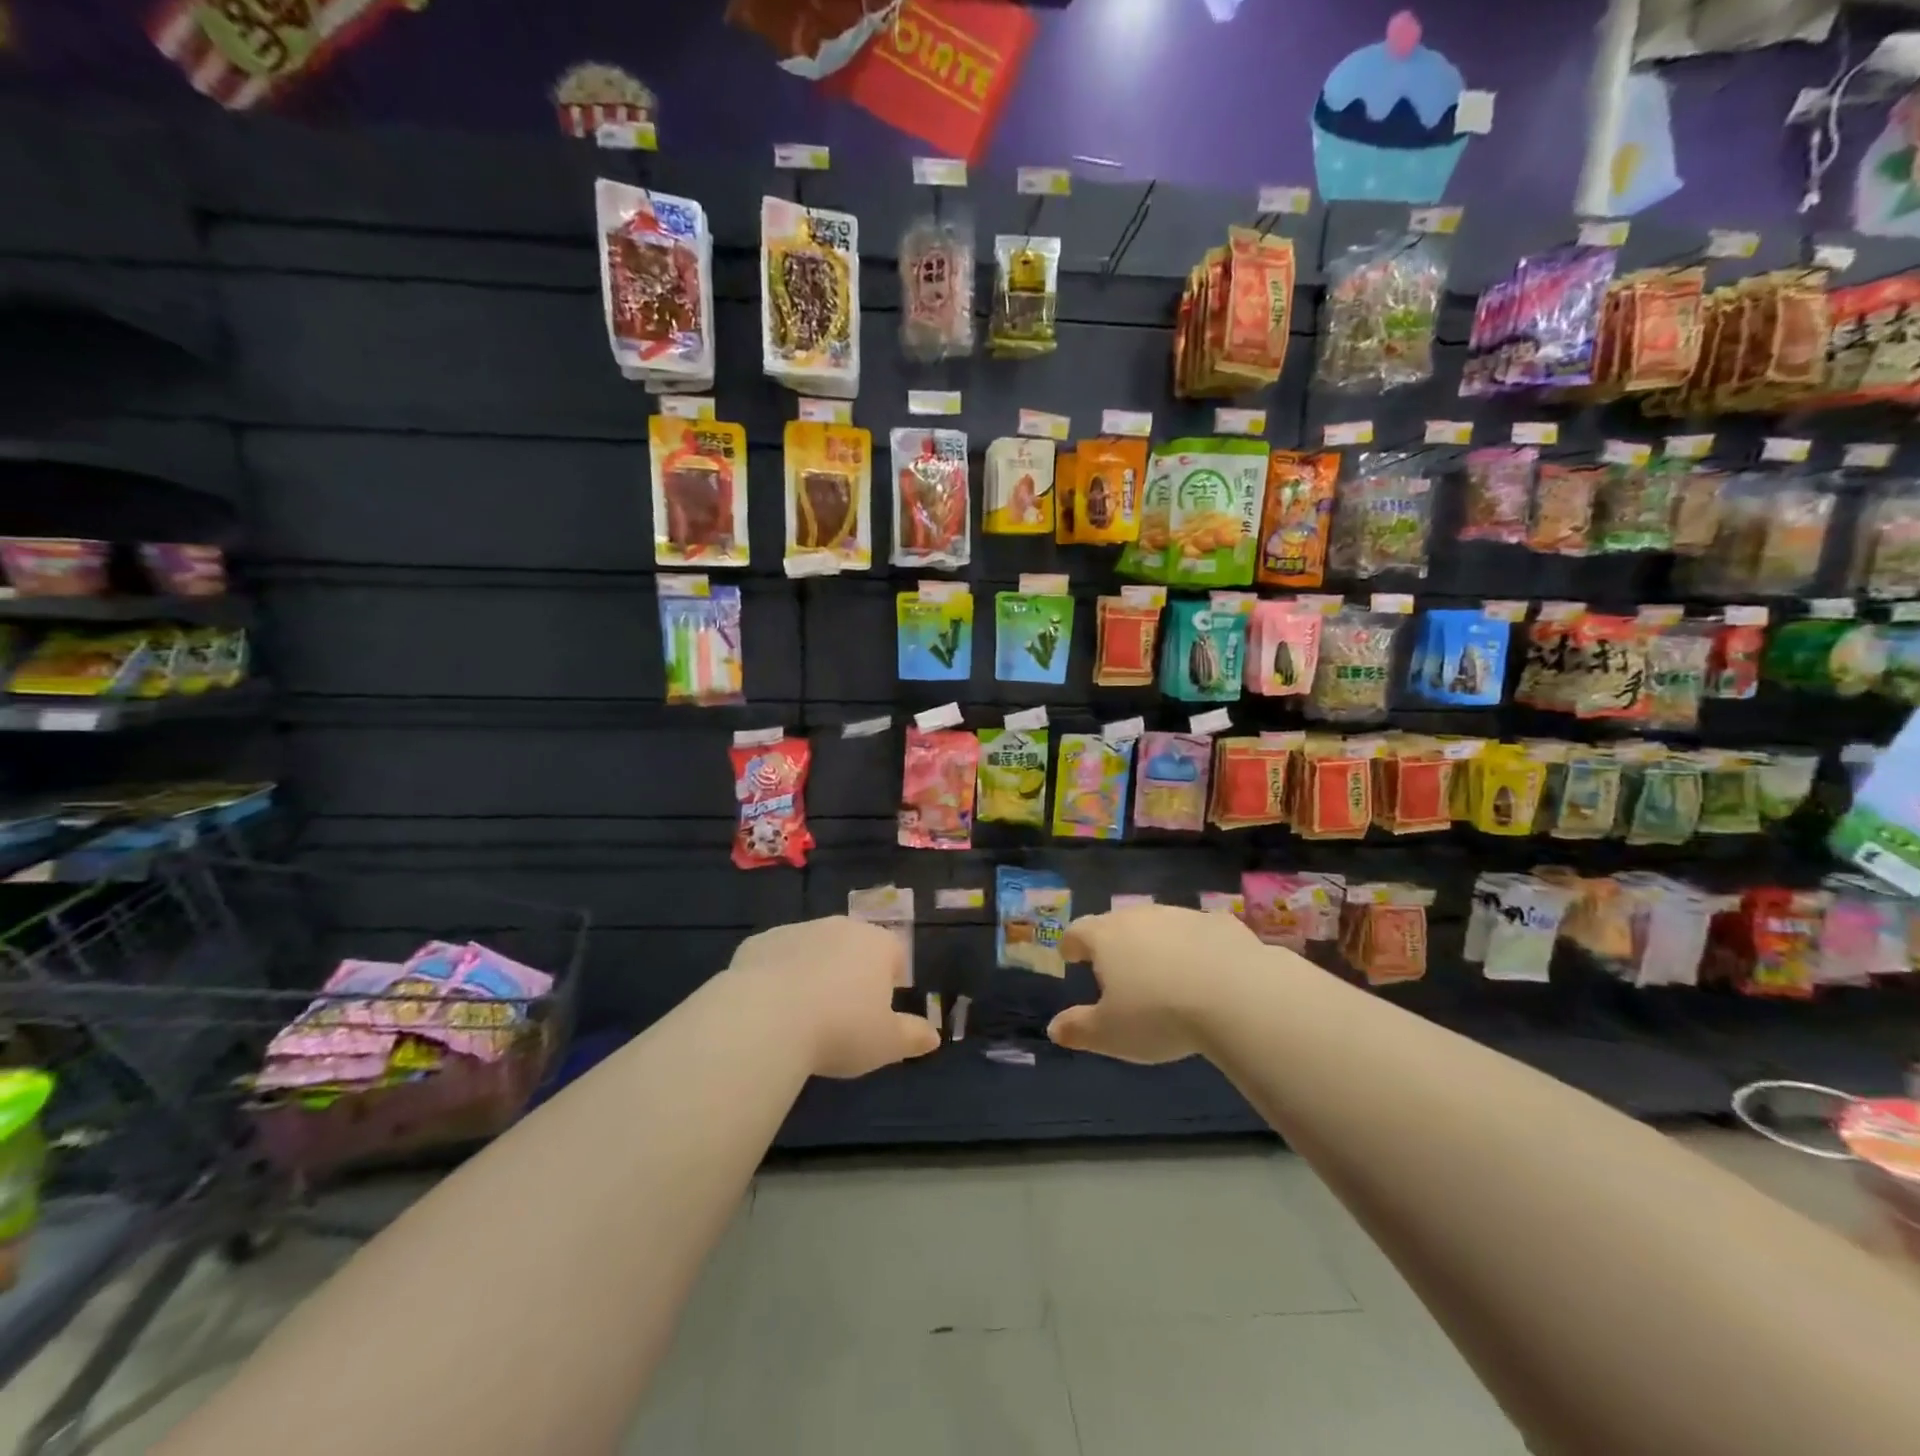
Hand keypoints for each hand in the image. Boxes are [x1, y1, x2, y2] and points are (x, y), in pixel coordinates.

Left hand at [725, 917, 939, 1077]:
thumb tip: (933, 1036)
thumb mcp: (886, 1043)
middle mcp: (839, 927)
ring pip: (813, 949)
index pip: (895, 953)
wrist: (765, 1018)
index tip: (882, 1009)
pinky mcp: (759, 942)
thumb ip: (913, 1037)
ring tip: (804, 1014)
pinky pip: (776, 958)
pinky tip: (770, 1008)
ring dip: (814, 971)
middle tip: (843, 1013)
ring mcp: (796, 930)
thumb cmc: (840, 1029)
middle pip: (853, 946)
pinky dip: (777, 975)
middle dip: (852, 972)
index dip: (892, 979)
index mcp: (876, 944)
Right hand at [1047, 905, 1264, 1064]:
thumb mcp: (1111, 1034)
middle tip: (1115, 966)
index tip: (1070, 955)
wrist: (1237, 995)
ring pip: (1159, 924)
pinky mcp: (1220, 923)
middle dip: (1113, 942)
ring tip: (1161, 970)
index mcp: (1106, 937)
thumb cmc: (1159, 1015)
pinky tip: (1207, 969)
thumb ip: (1079, 1029)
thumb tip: (1054, 1028)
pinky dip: (1196, 946)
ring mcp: (1182, 915)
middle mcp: (1140, 917)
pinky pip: (1199, 932)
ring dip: (1155, 943)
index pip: (1078, 931)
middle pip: (1117, 923)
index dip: (1071, 944)